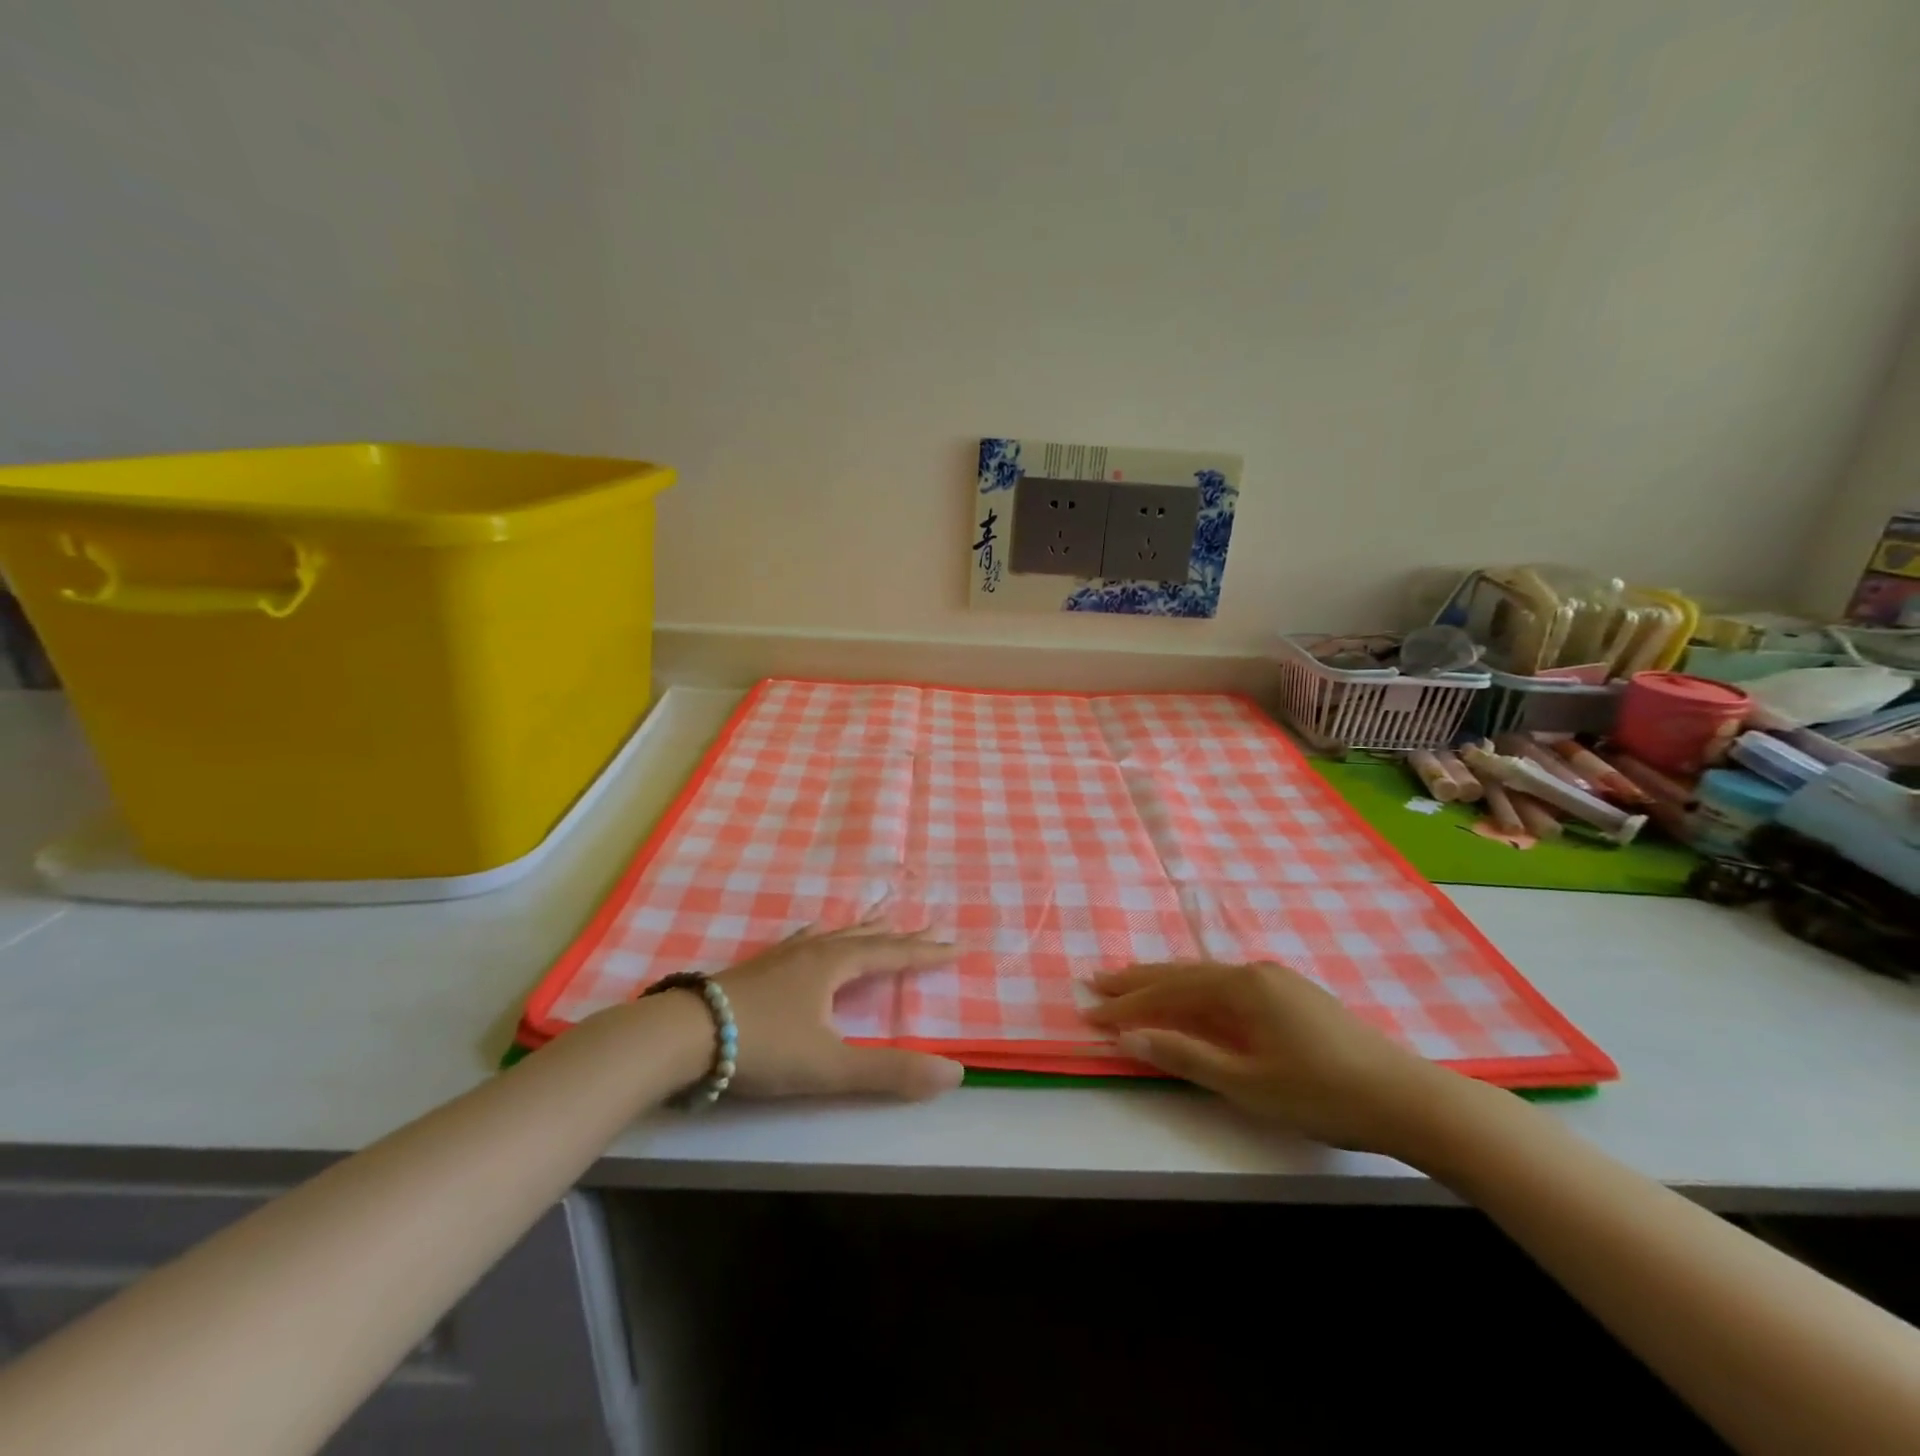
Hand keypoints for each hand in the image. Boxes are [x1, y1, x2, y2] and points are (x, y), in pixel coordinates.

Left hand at [709, 920, 964, 1100]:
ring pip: (834, 935)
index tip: (957, 945)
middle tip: (930, 925)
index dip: (926, 953)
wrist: (685, 1034)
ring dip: (864, 930)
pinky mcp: (760, 967)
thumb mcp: (831, 1065)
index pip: (892, 955)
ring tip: (881, 920)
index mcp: (834, 966)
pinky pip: (804, 940)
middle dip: (901, 936)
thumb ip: (890, 1071)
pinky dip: (823, 935)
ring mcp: (783, 956)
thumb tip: (954, 1074)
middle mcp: (813, 951)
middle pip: (866, 937)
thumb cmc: (763, 1045)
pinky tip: (814, 936)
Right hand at [1085, 961, 1469, 1156]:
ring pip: (1206, 977)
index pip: (1168, 992)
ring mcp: (1277, 981)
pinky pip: (1228, 986)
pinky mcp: (1293, 996)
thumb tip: (1130, 1036)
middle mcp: (1254, 972)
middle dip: (1137, 980)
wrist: (1408, 1099)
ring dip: (1166, 983)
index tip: (1089, 1012)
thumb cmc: (1322, 1094)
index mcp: (1240, 986)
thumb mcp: (1247, 1083)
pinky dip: (1197, 992)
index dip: (1127, 1004)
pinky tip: (1192, 998)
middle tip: (1096, 982)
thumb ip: (1186, 1055)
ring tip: (1131, 985)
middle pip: (1183, 973)